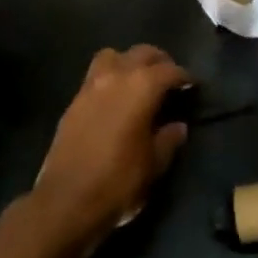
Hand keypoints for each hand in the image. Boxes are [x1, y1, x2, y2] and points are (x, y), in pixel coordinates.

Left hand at [32, 46, 188, 249]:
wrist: (64, 204)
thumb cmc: (118, 183)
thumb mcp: (153, 165)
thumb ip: (169, 139)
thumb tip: (178, 126)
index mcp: (142, 86)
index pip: (170, 71)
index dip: (185, 77)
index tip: (193, 86)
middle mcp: (117, 76)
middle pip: (142, 53)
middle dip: (159, 62)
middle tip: (169, 79)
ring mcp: (91, 86)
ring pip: (114, 56)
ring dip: (129, 62)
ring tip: (138, 81)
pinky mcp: (73, 102)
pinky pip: (96, 76)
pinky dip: (110, 78)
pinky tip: (116, 100)